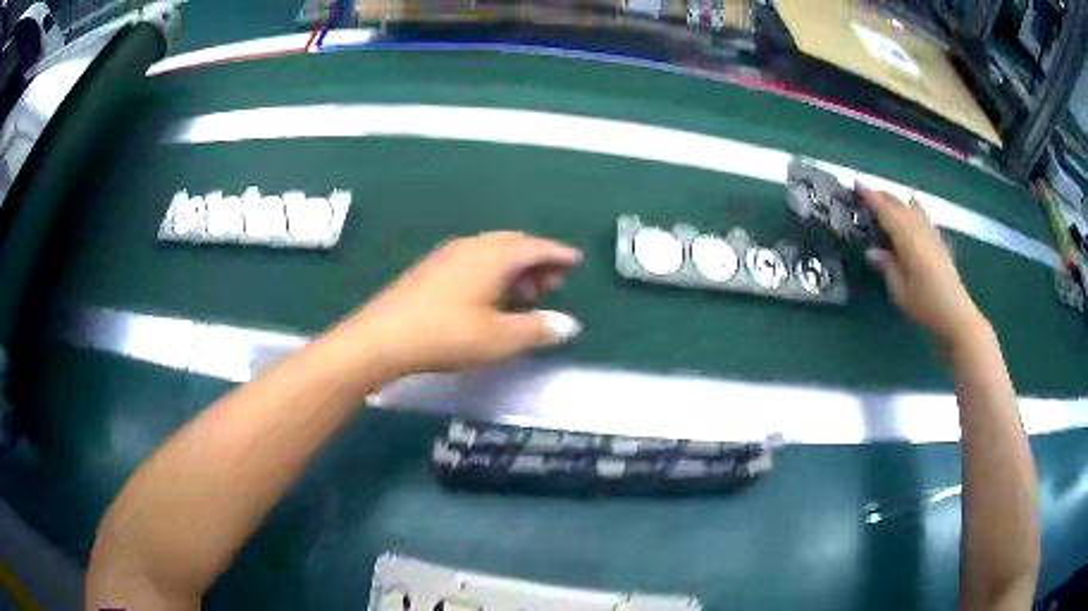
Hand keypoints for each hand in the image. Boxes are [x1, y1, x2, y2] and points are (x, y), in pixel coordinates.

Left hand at [338, 232, 581, 376]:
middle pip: (515, 245)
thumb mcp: (500, 339)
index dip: (559, 254)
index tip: (576, 261)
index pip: (536, 247)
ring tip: (524, 294)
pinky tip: (488, 297)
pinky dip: (492, 272)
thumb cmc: (446, 335)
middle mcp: (473, 246)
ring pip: (492, 252)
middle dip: (538, 261)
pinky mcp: (431, 268)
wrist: (382, 337)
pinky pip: (474, 260)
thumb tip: (570, 324)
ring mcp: (448, 254)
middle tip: (552, 285)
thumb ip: (538, 329)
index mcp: (494, 256)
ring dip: (514, 268)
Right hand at [857, 186, 986, 345]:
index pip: (886, 211)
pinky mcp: (939, 241)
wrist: (956, 315)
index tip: (856, 184)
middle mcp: (920, 229)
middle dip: (882, 197)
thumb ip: (886, 266)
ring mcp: (932, 234)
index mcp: (907, 239)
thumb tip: (872, 251)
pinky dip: (914, 208)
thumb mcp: (899, 291)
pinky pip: (923, 215)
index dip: (871, 197)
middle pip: (899, 205)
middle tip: (865, 195)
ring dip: (897, 201)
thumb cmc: (925, 305)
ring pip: (912, 208)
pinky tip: (913, 207)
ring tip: (885, 201)